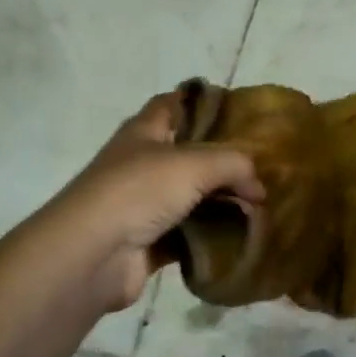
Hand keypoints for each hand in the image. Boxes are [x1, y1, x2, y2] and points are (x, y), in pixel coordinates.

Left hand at [50, 92, 262, 312]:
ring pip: (191, 198)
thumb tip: (260, 187)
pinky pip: (189, 236)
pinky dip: (212, 237)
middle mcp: (141, 164)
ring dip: (222, 203)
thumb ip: (235, 164)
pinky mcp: (148, 243)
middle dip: (223, 160)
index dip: (201, 102)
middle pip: (188, 155)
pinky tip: (241, 239)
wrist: (93, 254)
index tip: (238, 110)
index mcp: (144, 132)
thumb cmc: (139, 191)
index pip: (173, 104)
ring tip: (260, 206)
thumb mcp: (196, 163)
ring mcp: (143, 205)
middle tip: (262, 168)